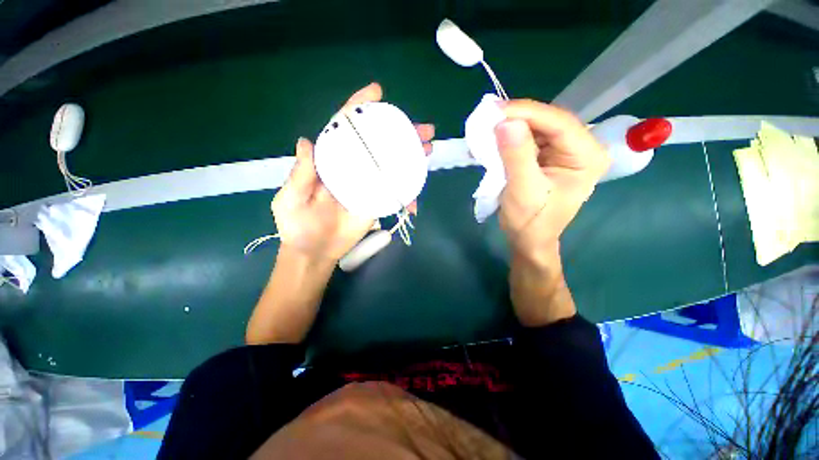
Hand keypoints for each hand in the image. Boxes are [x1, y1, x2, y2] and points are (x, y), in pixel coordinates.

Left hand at [272, 83, 434, 262]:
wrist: (315, 252)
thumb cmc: (298, 227)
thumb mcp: (290, 199)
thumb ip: (301, 174)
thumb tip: (306, 141)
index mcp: (330, 162)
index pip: (344, 130)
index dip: (359, 108)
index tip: (376, 92)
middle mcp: (352, 168)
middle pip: (376, 145)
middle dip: (399, 133)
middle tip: (422, 129)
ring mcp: (367, 186)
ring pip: (390, 165)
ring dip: (410, 157)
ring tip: (427, 149)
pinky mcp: (377, 203)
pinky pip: (394, 193)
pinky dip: (407, 193)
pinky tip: (417, 196)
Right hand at [494, 100, 609, 262]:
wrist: (528, 239)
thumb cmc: (531, 221)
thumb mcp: (523, 191)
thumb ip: (517, 156)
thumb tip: (505, 122)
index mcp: (586, 156)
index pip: (559, 123)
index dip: (527, 113)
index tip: (495, 111)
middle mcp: (579, 148)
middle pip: (547, 121)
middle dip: (516, 119)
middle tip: (487, 118)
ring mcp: (562, 151)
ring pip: (535, 128)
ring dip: (509, 127)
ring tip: (485, 128)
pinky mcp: (546, 156)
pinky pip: (526, 139)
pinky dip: (507, 138)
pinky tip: (491, 139)